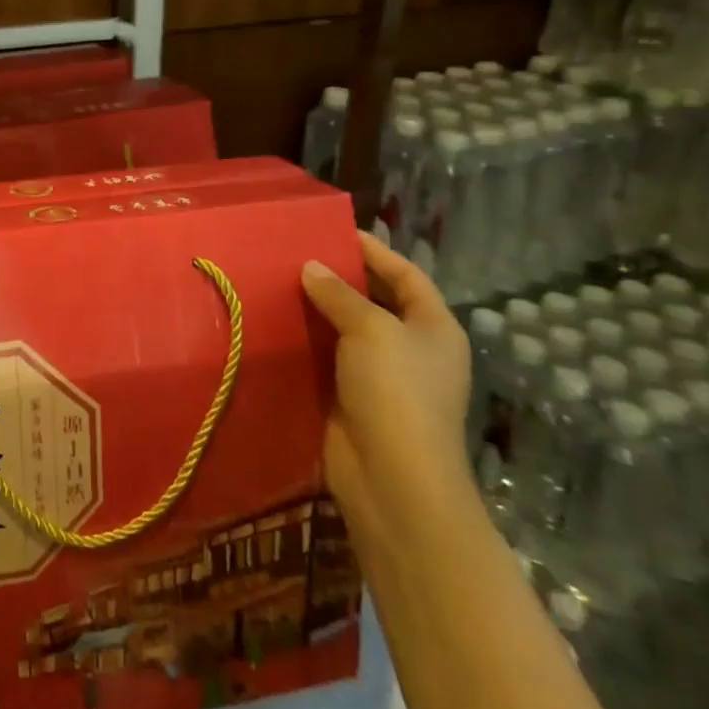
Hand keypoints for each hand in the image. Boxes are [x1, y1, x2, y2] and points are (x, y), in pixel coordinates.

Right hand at [301, 232, 474, 552]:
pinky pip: (325, 359)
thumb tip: (311, 267)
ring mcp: (380, 376)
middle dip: (339, 278)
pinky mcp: (349, 398)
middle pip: (374, 301)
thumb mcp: (371, 330)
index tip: (336, 231)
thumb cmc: (396, 392)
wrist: (391, 477)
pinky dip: (304, 342)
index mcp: (434, 328)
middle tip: (297, 254)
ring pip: (344, 330)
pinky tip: (275, 323)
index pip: (406, 275)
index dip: (375, 251)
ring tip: (277, 281)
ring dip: (316, 310)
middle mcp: (411, 348)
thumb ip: (339, 294)